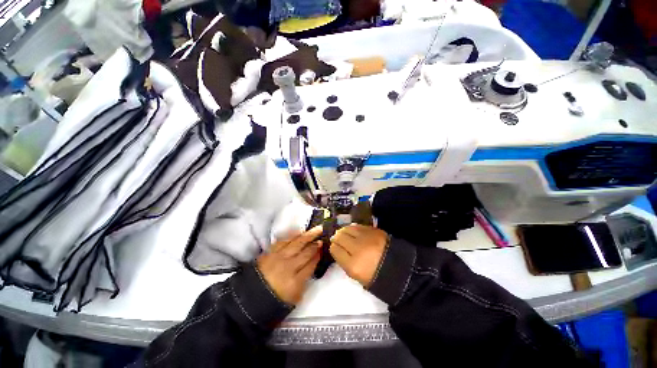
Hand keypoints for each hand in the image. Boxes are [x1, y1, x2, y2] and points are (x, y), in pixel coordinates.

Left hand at [257, 226, 321, 304]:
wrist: (249, 299)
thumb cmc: (274, 300)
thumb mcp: (294, 297)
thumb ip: (305, 281)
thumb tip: (312, 264)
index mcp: (295, 281)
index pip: (311, 264)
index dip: (318, 255)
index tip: (323, 248)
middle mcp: (289, 267)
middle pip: (306, 252)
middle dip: (315, 244)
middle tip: (322, 237)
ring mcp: (278, 257)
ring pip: (297, 243)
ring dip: (308, 235)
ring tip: (316, 229)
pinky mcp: (270, 252)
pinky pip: (283, 240)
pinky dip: (292, 235)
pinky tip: (299, 232)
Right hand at [330, 224, 388, 286]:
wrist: (399, 268)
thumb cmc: (376, 276)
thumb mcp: (357, 275)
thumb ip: (344, 261)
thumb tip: (337, 247)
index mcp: (353, 265)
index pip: (335, 249)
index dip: (333, 247)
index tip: (335, 247)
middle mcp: (358, 249)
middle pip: (339, 237)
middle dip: (336, 237)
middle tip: (337, 239)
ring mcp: (366, 237)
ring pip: (348, 228)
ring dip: (344, 231)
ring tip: (345, 234)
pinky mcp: (374, 230)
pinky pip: (358, 226)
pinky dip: (353, 228)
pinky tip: (353, 231)